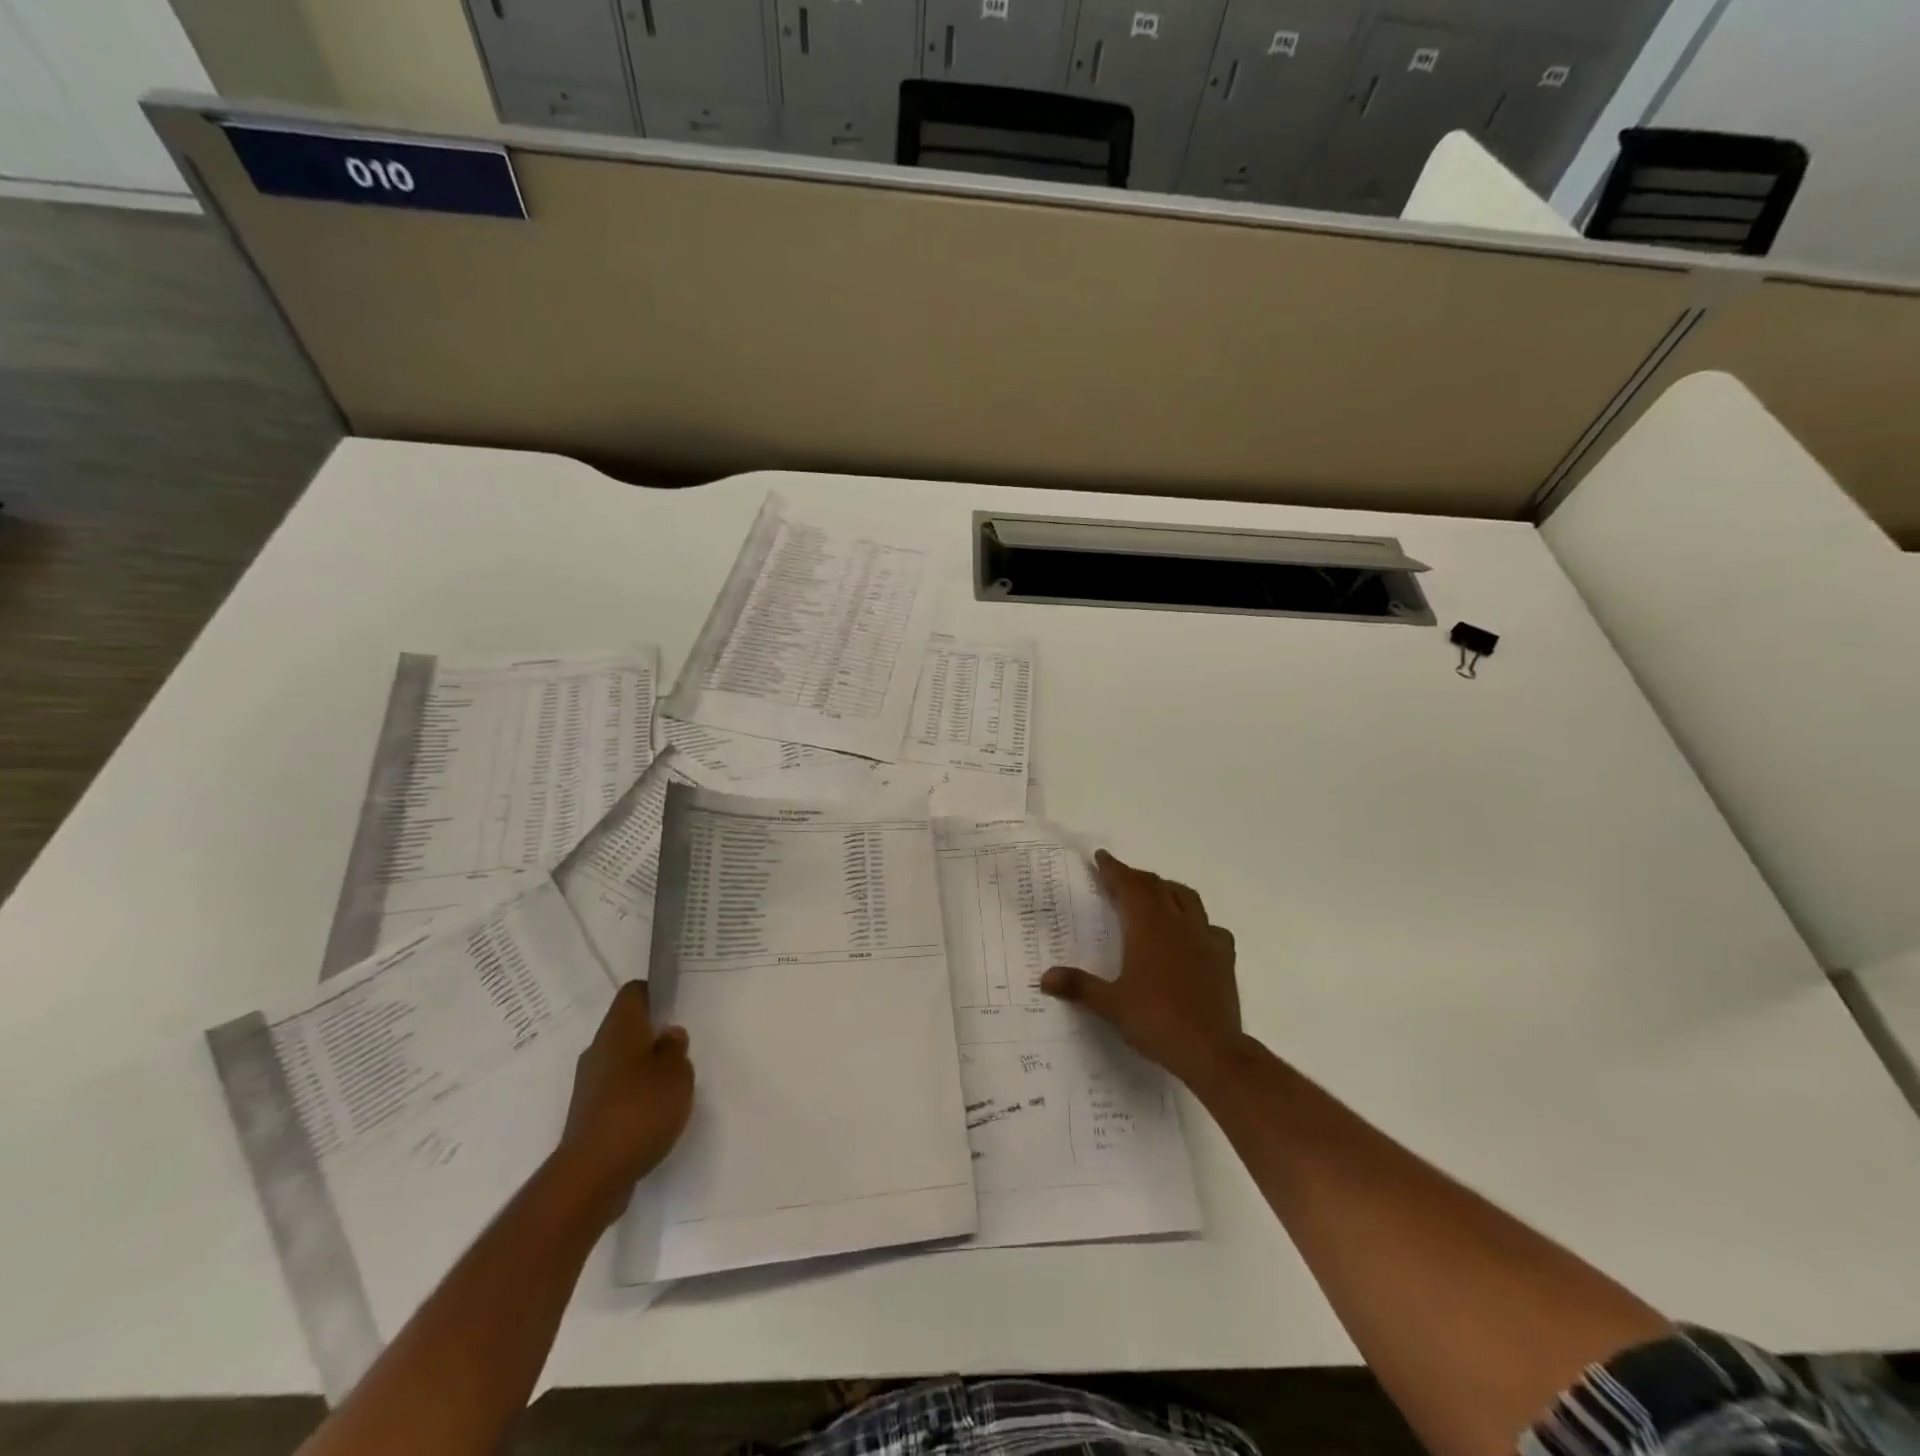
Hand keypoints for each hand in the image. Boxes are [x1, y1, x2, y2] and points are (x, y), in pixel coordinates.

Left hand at [553, 981, 693, 1225]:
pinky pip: (615, 1088)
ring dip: (644, 1065)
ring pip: (620, 1059)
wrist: (592, 1174)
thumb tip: (668, 1035)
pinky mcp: (587, 1113)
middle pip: (626, 1026)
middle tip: (682, 1043)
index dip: (655, 992)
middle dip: (652, 1032)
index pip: (633, 993)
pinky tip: (654, 1110)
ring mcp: (589, 1083)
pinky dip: (634, 1092)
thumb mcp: (677, 1074)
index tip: (676, 1002)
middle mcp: (598, 1049)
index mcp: (619, 1029)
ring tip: (673, 1080)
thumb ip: (676, 1049)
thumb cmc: (641, 1110)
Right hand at [1041, 850, 1243, 1089]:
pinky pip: (1211, 927)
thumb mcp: (1111, 1005)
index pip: (1129, 885)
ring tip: (1156, 894)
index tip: (1101, 857)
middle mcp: (1177, 923)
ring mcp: (1204, 938)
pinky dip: (1198, 922)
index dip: (1114, 869)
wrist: (1212, 1050)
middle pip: (1156, 886)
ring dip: (1167, 889)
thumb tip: (1045, 977)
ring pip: (1187, 898)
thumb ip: (1078, 986)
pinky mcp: (1223, 957)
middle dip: (1135, 877)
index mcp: (1147, 927)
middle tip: (1119, 877)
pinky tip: (1192, 935)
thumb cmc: (1156, 1020)